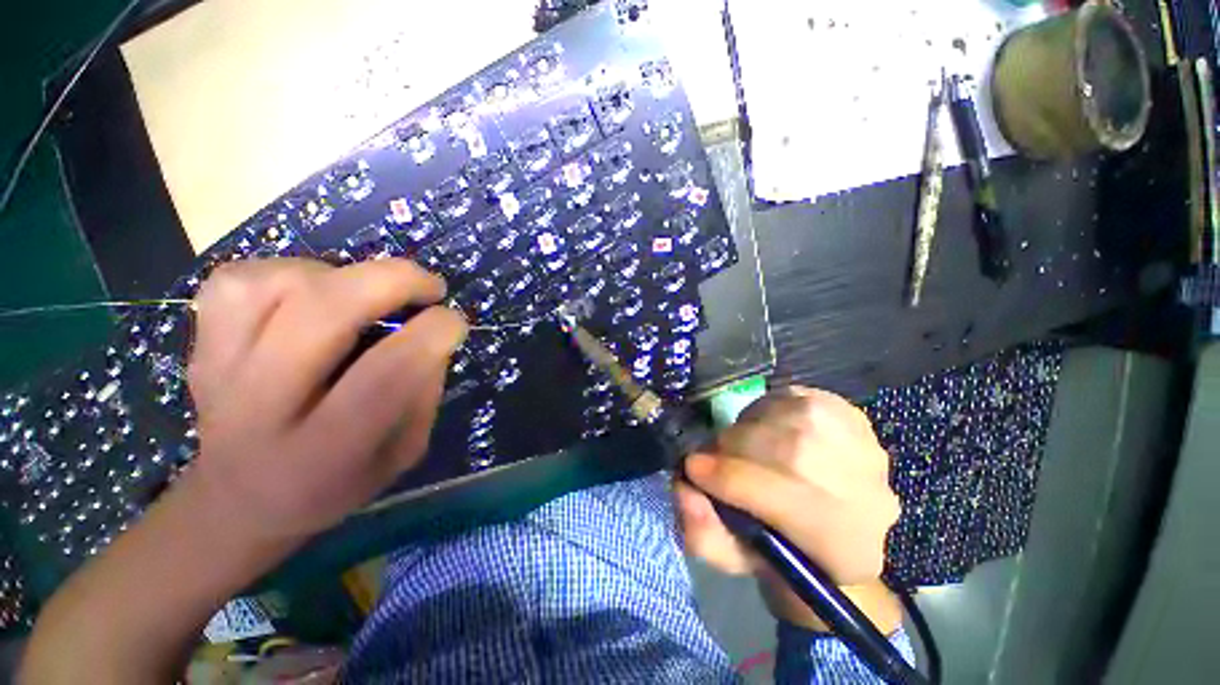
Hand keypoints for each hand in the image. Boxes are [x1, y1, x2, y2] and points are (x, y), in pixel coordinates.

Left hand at [185, 258, 466, 542]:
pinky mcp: (199, 343)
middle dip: (394, 281)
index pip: (386, 373)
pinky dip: (289, 272)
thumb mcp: (403, 453)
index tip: (455, 322)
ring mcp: (219, 368)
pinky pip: (238, 280)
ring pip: (278, 283)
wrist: (239, 500)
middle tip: (430, 286)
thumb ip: (424, 395)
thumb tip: (433, 336)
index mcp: (327, 449)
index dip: (433, 333)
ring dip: (343, 275)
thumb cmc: (335, 483)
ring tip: (367, 295)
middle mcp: (263, 406)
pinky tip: (313, 293)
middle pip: (323, 312)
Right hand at [675, 387, 902, 631]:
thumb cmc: (779, 548)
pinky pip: (792, 397)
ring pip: (787, 417)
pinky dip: (765, 410)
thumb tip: (685, 487)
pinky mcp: (852, 415)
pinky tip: (764, 429)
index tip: (692, 469)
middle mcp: (868, 494)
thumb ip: (703, 533)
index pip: (782, 498)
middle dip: (734, 448)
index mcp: (845, 548)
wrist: (832, 526)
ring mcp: (864, 447)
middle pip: (787, 451)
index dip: (726, 479)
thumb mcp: (736, 557)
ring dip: (748, 428)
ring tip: (741, 445)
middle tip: (714, 456)